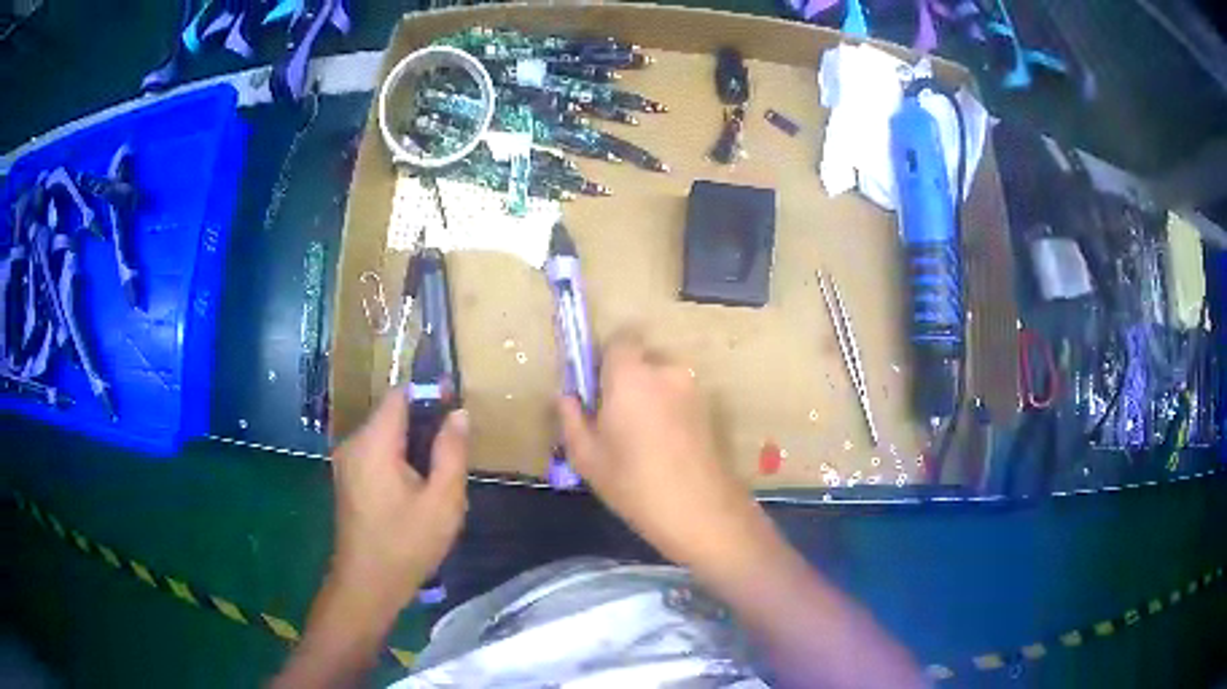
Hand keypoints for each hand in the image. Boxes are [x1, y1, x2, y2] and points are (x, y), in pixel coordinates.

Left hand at [329, 390, 468, 608]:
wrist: (367, 584)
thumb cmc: (406, 544)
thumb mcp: (443, 501)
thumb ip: (451, 452)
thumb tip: (459, 413)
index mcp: (374, 442)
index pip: (399, 394)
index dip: (430, 393)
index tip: (457, 406)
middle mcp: (353, 443)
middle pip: (391, 413)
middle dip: (424, 422)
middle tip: (455, 447)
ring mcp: (346, 461)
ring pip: (384, 434)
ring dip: (412, 442)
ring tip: (440, 469)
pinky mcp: (347, 477)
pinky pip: (375, 452)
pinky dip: (397, 456)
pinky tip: (417, 485)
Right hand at [558, 332, 763, 568]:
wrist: (698, 509)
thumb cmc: (632, 481)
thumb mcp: (586, 456)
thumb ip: (572, 418)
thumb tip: (567, 396)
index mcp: (631, 375)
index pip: (620, 340)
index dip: (606, 358)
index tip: (596, 387)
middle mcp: (666, 371)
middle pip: (643, 360)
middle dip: (628, 379)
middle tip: (615, 416)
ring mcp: (692, 389)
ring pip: (663, 380)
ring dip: (650, 395)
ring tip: (641, 437)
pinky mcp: (709, 409)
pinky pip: (679, 397)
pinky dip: (668, 410)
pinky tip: (663, 446)